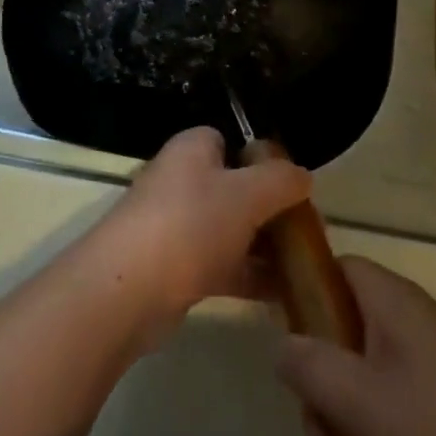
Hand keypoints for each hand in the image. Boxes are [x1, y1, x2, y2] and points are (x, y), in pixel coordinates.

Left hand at [85, 126, 309, 344]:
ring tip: (304, 266)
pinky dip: (247, 276)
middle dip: (268, 208)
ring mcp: (174, 226)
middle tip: (306, 231)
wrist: (128, 290)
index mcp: (191, 149)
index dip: (261, 159)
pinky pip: (219, 265)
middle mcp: (180, 180)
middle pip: (233, 187)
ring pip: (228, 229)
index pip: (229, 140)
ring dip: (262, 246)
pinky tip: (282, 295)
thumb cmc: (190, 225)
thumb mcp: (247, 194)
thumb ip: (280, 180)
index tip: (293, 185)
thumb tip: (303, 175)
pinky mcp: (173, 268)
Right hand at [275, 256, 435, 435]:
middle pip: (340, 343)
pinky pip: (394, 425)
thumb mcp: (363, 403)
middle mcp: (407, 326)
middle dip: (323, 405)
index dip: (299, 289)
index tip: (273, 329)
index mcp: (388, 302)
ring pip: (363, 394)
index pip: (332, 269)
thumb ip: (310, 367)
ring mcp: (429, 371)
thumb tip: (281, 344)